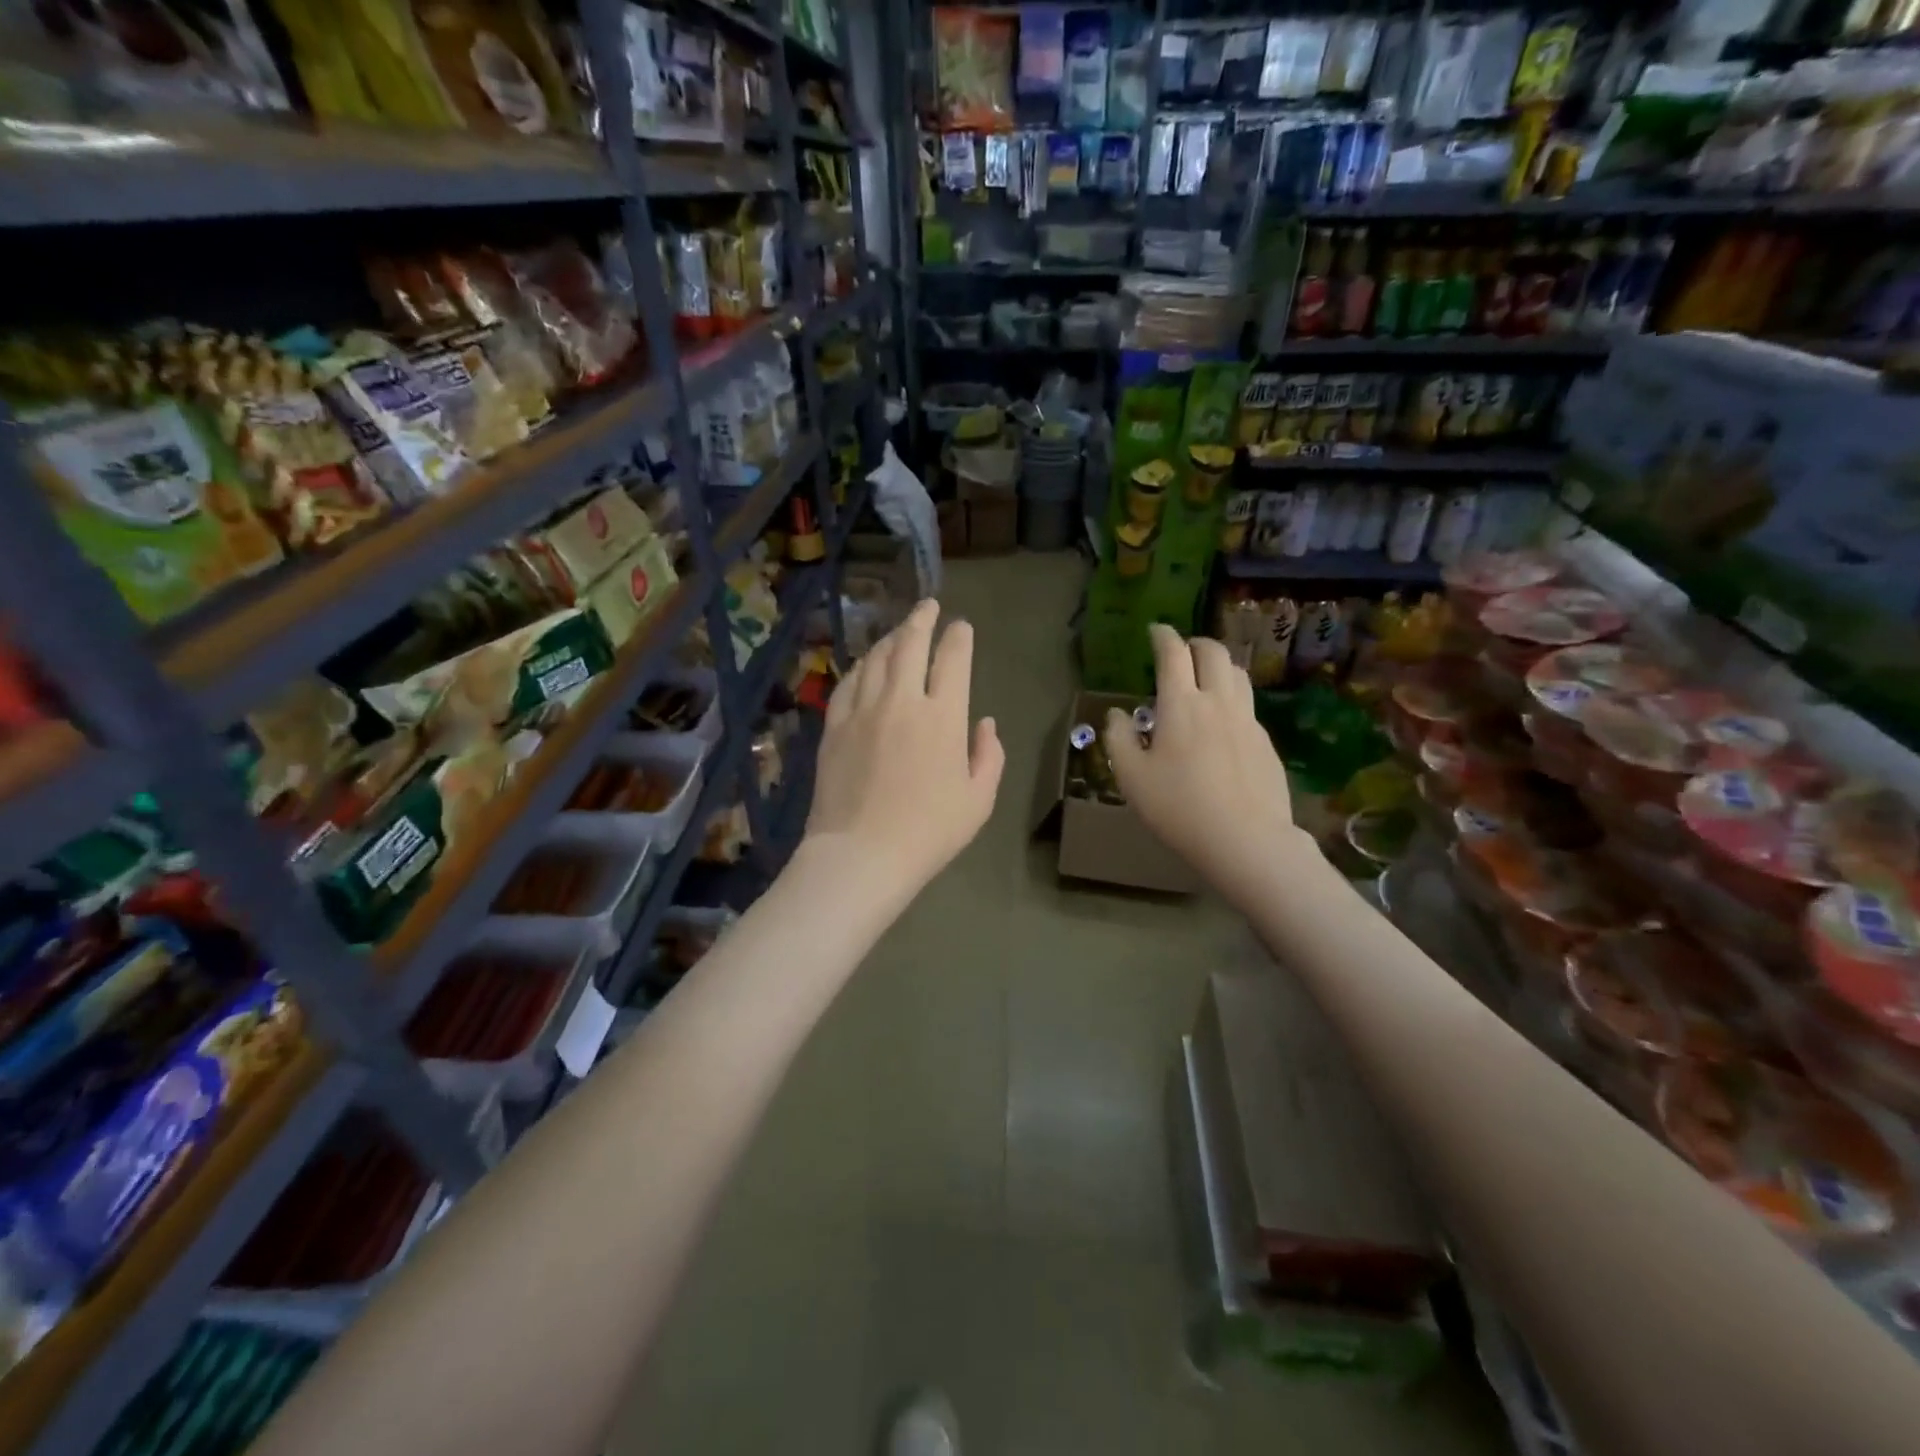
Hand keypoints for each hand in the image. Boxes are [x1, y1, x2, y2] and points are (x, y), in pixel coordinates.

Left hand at [803, 598, 1003, 900]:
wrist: (862, 854)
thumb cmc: (929, 832)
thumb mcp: (979, 800)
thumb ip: (988, 755)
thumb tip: (985, 723)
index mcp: (943, 717)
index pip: (953, 659)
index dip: (959, 637)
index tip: (961, 626)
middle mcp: (901, 701)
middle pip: (910, 644)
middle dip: (922, 619)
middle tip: (928, 606)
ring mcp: (862, 710)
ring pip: (876, 658)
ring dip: (891, 638)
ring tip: (899, 632)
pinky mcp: (834, 726)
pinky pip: (848, 683)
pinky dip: (860, 667)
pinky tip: (865, 666)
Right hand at [1102, 625, 1303, 909]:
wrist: (1246, 840)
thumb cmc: (1179, 808)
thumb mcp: (1132, 778)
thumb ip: (1119, 739)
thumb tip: (1117, 714)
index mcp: (1181, 704)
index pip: (1173, 653)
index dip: (1163, 636)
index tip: (1155, 630)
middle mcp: (1218, 701)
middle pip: (1213, 653)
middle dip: (1195, 643)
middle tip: (1182, 651)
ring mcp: (1247, 720)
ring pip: (1238, 674)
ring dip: (1219, 665)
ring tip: (1206, 677)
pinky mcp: (1266, 742)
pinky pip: (1248, 705)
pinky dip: (1232, 697)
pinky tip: (1223, 722)